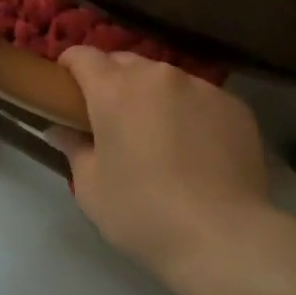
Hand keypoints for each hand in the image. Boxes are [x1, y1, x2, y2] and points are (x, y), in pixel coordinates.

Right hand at [50, 49, 276, 283]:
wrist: (222, 237)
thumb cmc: (143, 212)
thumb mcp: (91, 188)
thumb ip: (73, 148)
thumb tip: (60, 130)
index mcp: (115, 90)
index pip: (84, 56)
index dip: (70, 66)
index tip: (66, 87)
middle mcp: (158, 76)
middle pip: (126, 62)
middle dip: (112, 80)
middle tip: (110, 116)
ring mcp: (201, 87)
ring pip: (166, 79)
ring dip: (153, 95)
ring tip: (157, 133)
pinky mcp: (234, 106)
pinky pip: (201, 98)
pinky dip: (190, 112)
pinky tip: (196, 148)